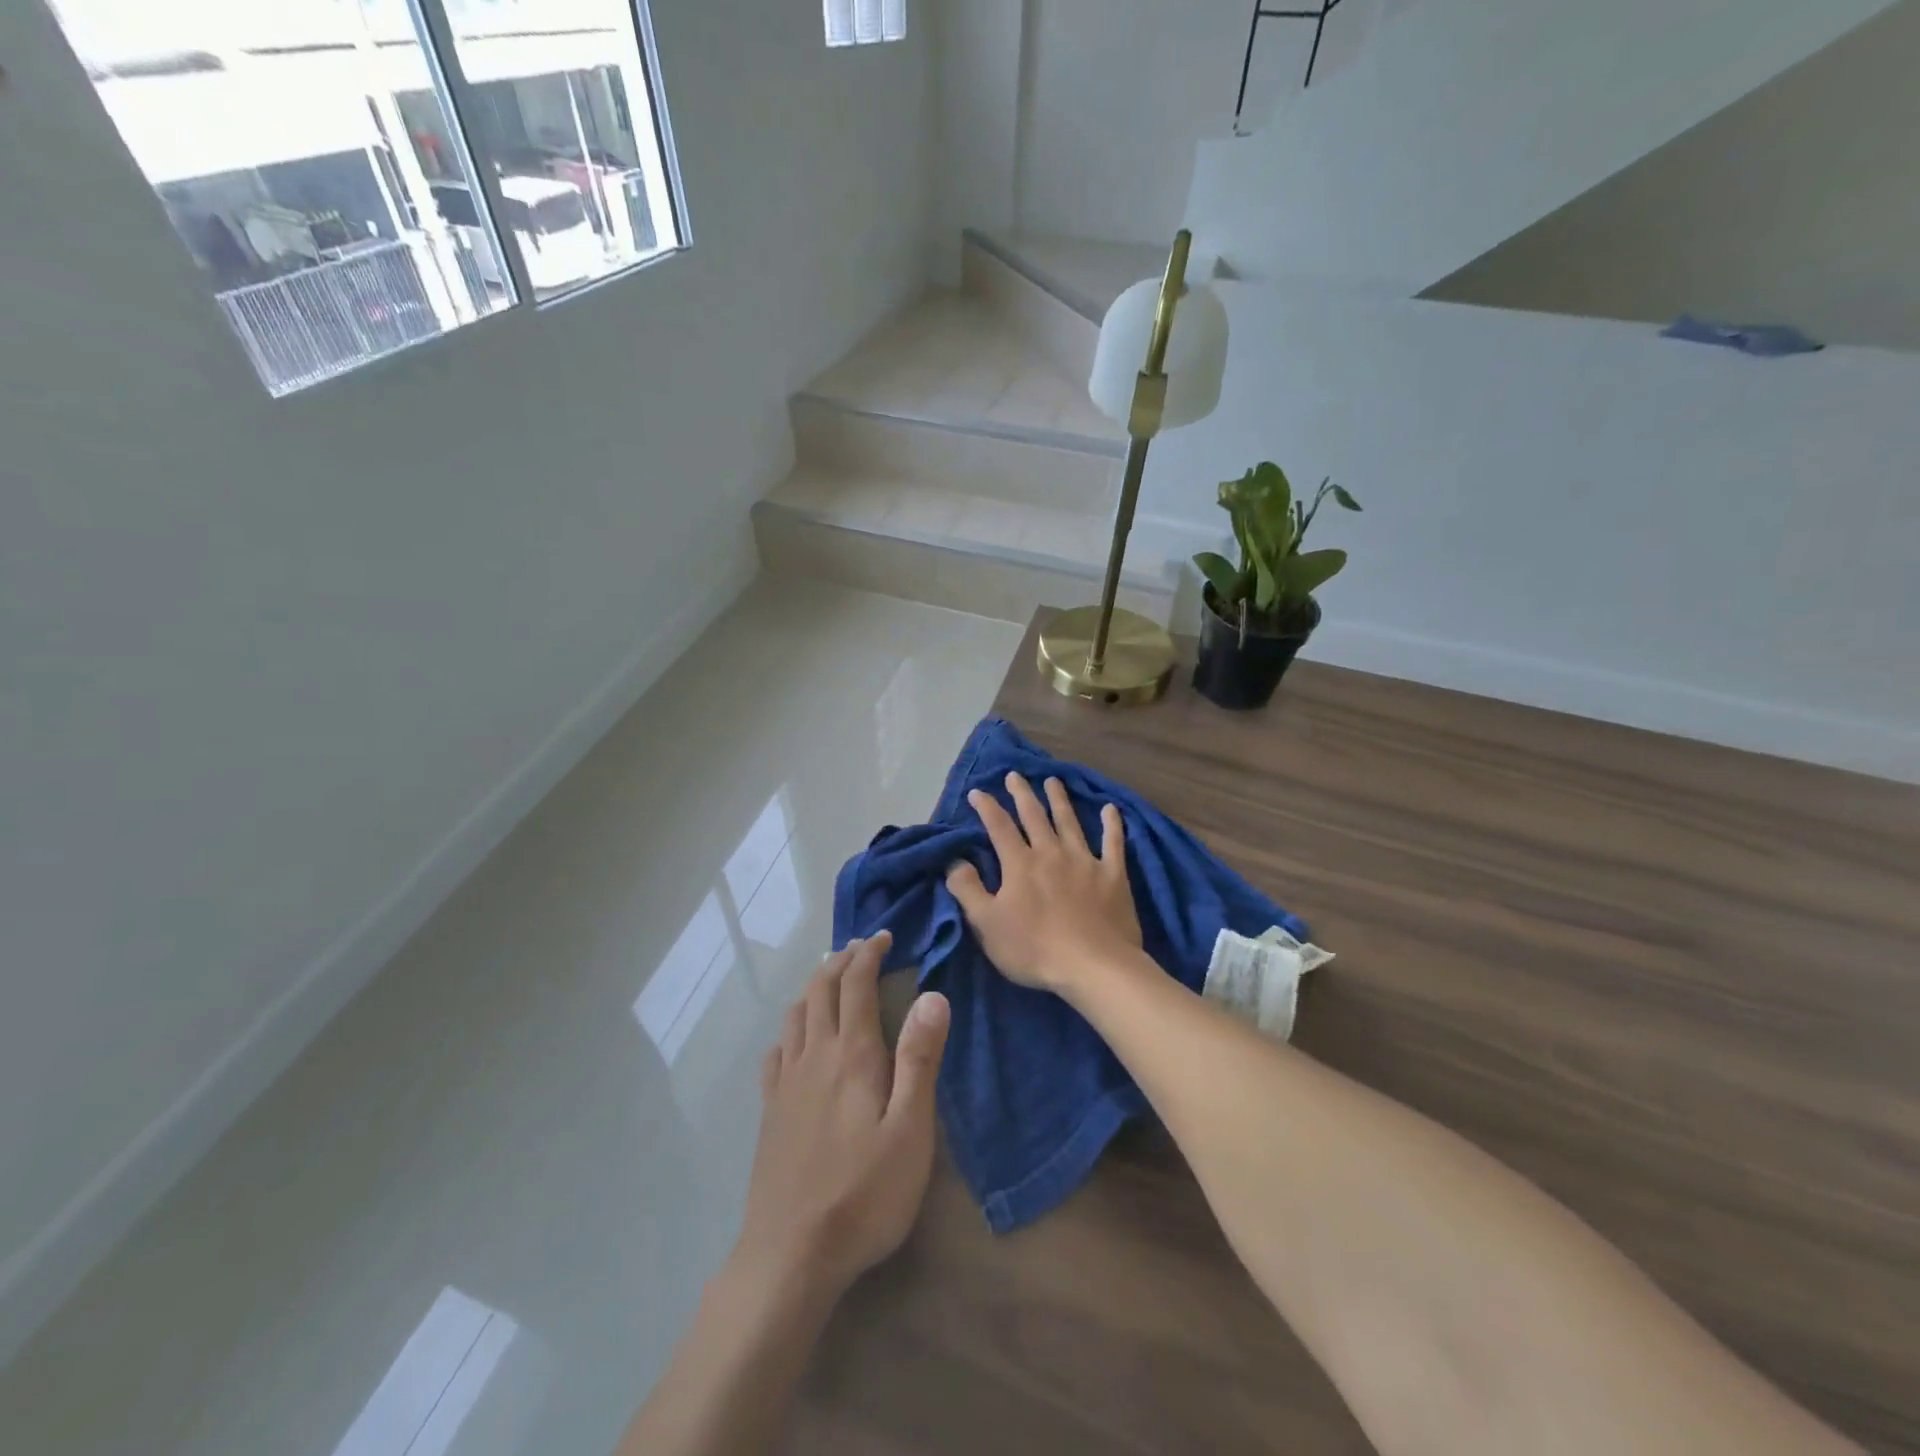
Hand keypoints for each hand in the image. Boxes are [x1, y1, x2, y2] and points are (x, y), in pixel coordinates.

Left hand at [730, 932, 950, 1308]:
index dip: (869, 954)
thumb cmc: (864, 1194)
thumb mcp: (910, 1130)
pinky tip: (796, 1038)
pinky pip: (777, 1050)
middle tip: (862, 947)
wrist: (790, 1254)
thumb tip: (933, 995)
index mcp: (851, 1055)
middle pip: (821, 990)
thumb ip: (920, 1059)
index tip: (884, 936)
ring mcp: (785, 1083)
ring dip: (815, 986)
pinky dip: (791, 1027)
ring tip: (831, 979)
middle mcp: (814, 1056)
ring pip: (796, 1014)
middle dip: (842, 960)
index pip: (856, 984)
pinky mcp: (770, 1111)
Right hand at [945, 772, 1143, 996]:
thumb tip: (955, 861)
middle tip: (1015, 775)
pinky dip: (1112, 825)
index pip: (999, 827)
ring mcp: (1085, 861)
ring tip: (1053, 781)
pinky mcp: (1113, 875)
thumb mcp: (987, 925)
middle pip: (1034, 816)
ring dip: (1060, 800)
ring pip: (1069, 822)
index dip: (987, 807)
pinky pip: (1113, 843)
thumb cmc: (1034, 949)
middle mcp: (1051, 852)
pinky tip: (1111, 809)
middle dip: (1022, 794)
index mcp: (1020, 864)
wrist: (1093, 966)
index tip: (978, 792)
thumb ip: (968, 890)